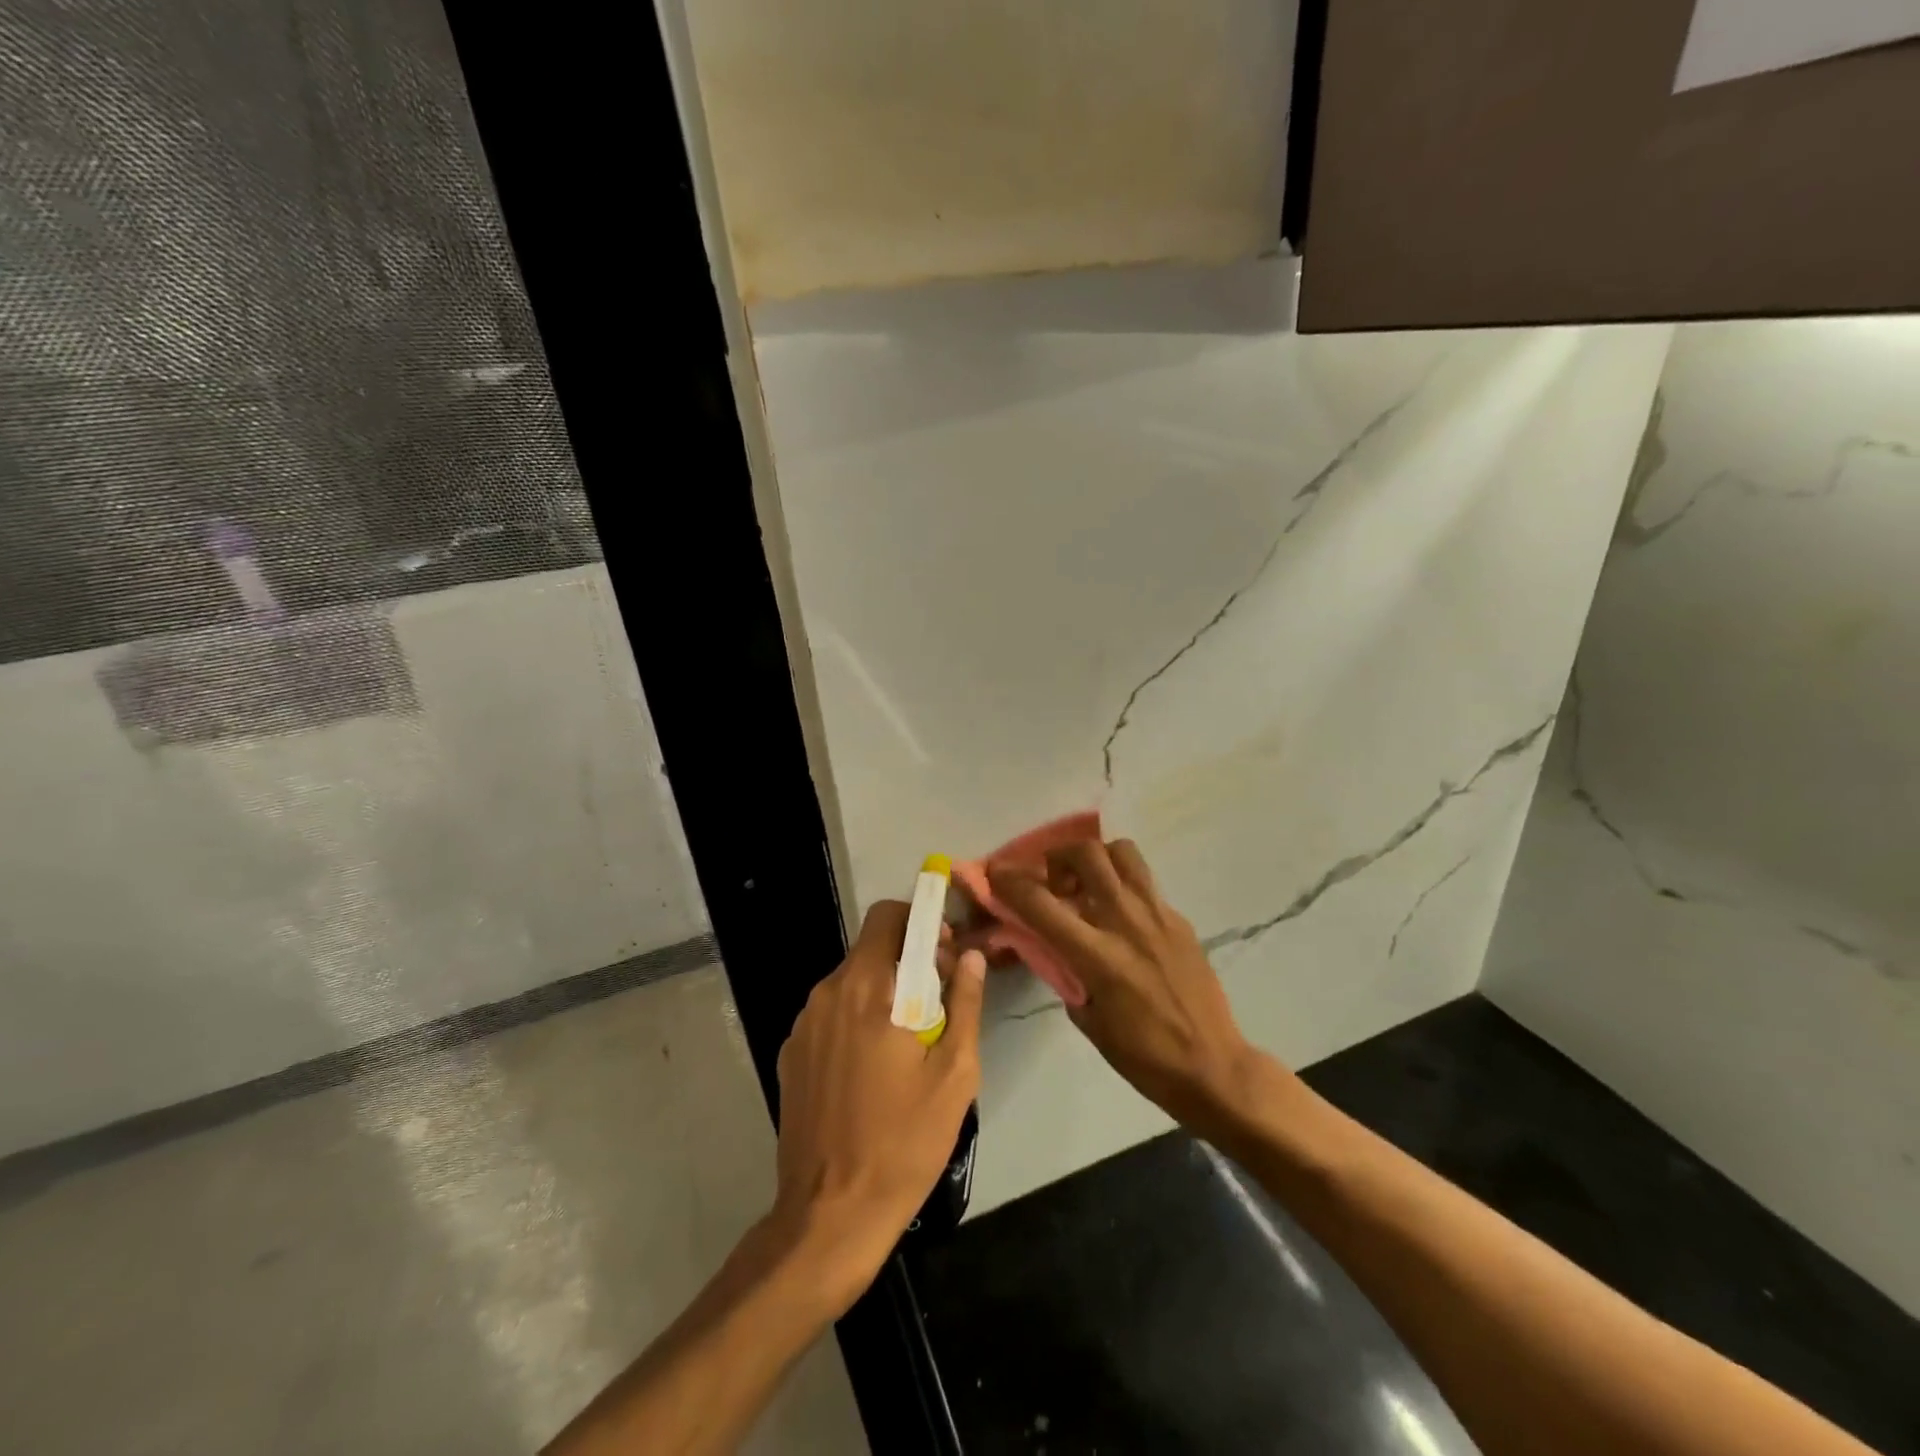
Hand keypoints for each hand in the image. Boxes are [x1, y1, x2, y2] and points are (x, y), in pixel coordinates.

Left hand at [769, 900, 985, 1311]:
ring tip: (908, 1042)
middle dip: (907, 959)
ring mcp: (803, 1024)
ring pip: (850, 981)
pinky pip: (831, 1014)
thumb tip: (971, 956)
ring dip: (882, 991)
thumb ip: (964, 1003)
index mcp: (866, 989)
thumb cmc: (904, 1142)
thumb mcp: (954, 1074)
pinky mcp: (790, 1053)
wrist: (829, 1216)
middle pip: (870, 948)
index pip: (888, 917)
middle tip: (937, 1002)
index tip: (946, 954)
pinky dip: (856, 1019)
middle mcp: (827, 993)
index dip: (921, 922)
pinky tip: (872, 1069)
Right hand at [989, 839, 1263, 1127]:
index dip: (1010, 880)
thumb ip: (1066, 973)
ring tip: (1088, 883)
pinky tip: (1121, 916)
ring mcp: (1158, 915)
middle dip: (1057, 856)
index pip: (1041, 902)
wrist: (1213, 1066)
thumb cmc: (1143, 1056)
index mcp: (1098, 955)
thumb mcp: (1088, 1020)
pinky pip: (1145, 883)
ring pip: (1122, 852)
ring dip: (1096, 858)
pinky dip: (1123, 885)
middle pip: (1086, 854)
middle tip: (1052, 880)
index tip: (995, 872)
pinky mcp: (1179, 919)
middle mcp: (1126, 922)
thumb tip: (1052, 945)